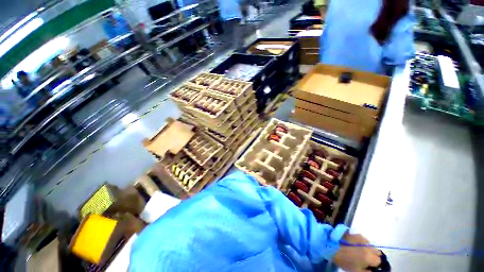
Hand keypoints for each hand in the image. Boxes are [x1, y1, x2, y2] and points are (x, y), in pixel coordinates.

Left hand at [332, 233, 381, 271]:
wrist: (332, 245)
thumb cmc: (344, 260)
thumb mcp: (357, 271)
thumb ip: (368, 271)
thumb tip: (373, 270)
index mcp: (369, 256)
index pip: (379, 261)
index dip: (375, 265)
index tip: (370, 266)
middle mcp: (368, 246)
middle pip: (377, 253)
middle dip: (374, 257)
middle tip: (366, 260)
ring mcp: (363, 238)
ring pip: (371, 246)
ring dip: (369, 250)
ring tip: (360, 253)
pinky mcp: (357, 234)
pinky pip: (365, 240)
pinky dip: (363, 244)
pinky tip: (356, 246)